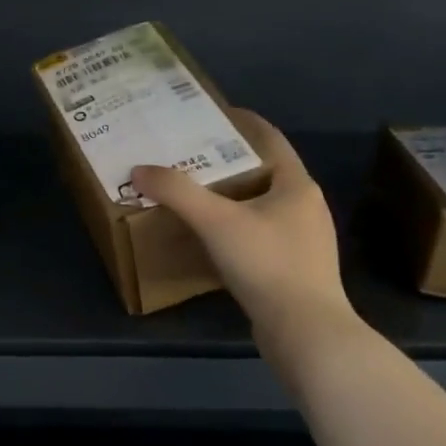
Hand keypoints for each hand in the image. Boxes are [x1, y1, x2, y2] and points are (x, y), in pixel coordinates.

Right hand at [131, 110, 353, 342]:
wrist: (306, 334)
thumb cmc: (267, 265)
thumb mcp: (216, 222)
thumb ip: (176, 192)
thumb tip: (139, 170)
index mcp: (296, 185)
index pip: (270, 138)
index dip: (242, 121)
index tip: (211, 111)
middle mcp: (305, 207)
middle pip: (264, 171)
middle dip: (228, 160)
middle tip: (189, 153)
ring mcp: (303, 240)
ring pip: (261, 204)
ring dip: (230, 195)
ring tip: (194, 192)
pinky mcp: (294, 269)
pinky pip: (260, 234)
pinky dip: (235, 225)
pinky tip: (211, 236)